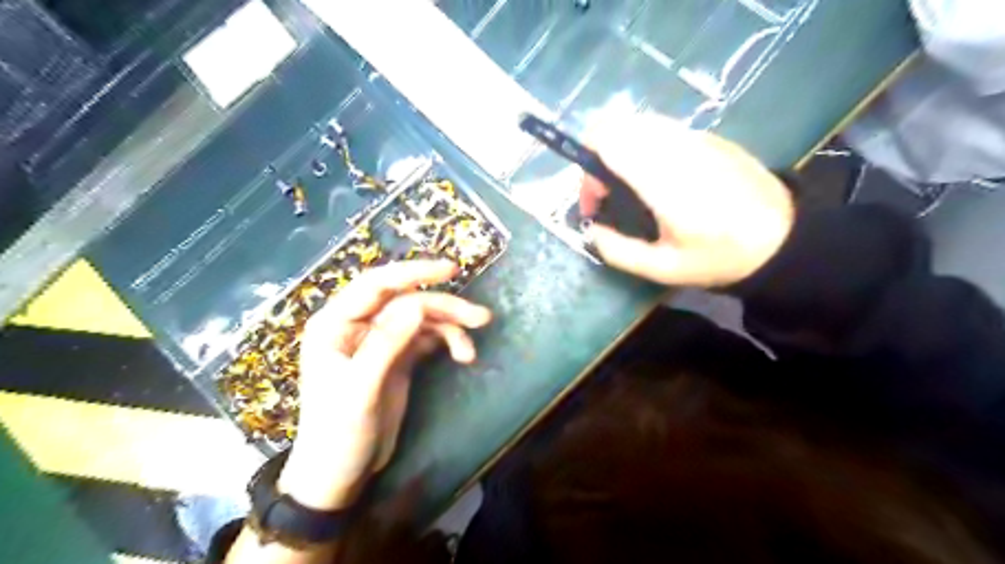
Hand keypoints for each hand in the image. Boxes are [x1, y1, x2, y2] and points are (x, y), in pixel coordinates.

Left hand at [276, 261, 493, 511]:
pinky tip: (463, 355)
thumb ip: (387, 344)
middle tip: (481, 317)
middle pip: (407, 301)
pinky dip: (447, 342)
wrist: (339, 476)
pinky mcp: (397, 357)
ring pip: (421, 318)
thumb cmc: (338, 435)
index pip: (377, 285)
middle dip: (444, 307)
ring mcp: (380, 340)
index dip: (414, 272)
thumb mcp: (360, 390)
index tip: (451, 270)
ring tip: (474, 344)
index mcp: (336, 324)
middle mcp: (358, 325)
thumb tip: (418, 304)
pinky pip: (427, 338)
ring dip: (451, 326)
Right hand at [581, 114, 792, 287]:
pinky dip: (645, 145)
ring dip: (622, 149)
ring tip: (631, 186)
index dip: (587, 166)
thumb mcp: (664, 269)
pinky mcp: (709, 136)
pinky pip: (662, 128)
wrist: (784, 237)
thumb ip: (618, 251)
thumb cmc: (721, 256)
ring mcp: (694, 136)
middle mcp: (674, 145)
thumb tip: (591, 230)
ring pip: (639, 123)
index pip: (606, 138)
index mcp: (661, 177)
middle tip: (609, 194)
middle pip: (617, 125)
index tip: (595, 202)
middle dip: (599, 156)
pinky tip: (660, 178)